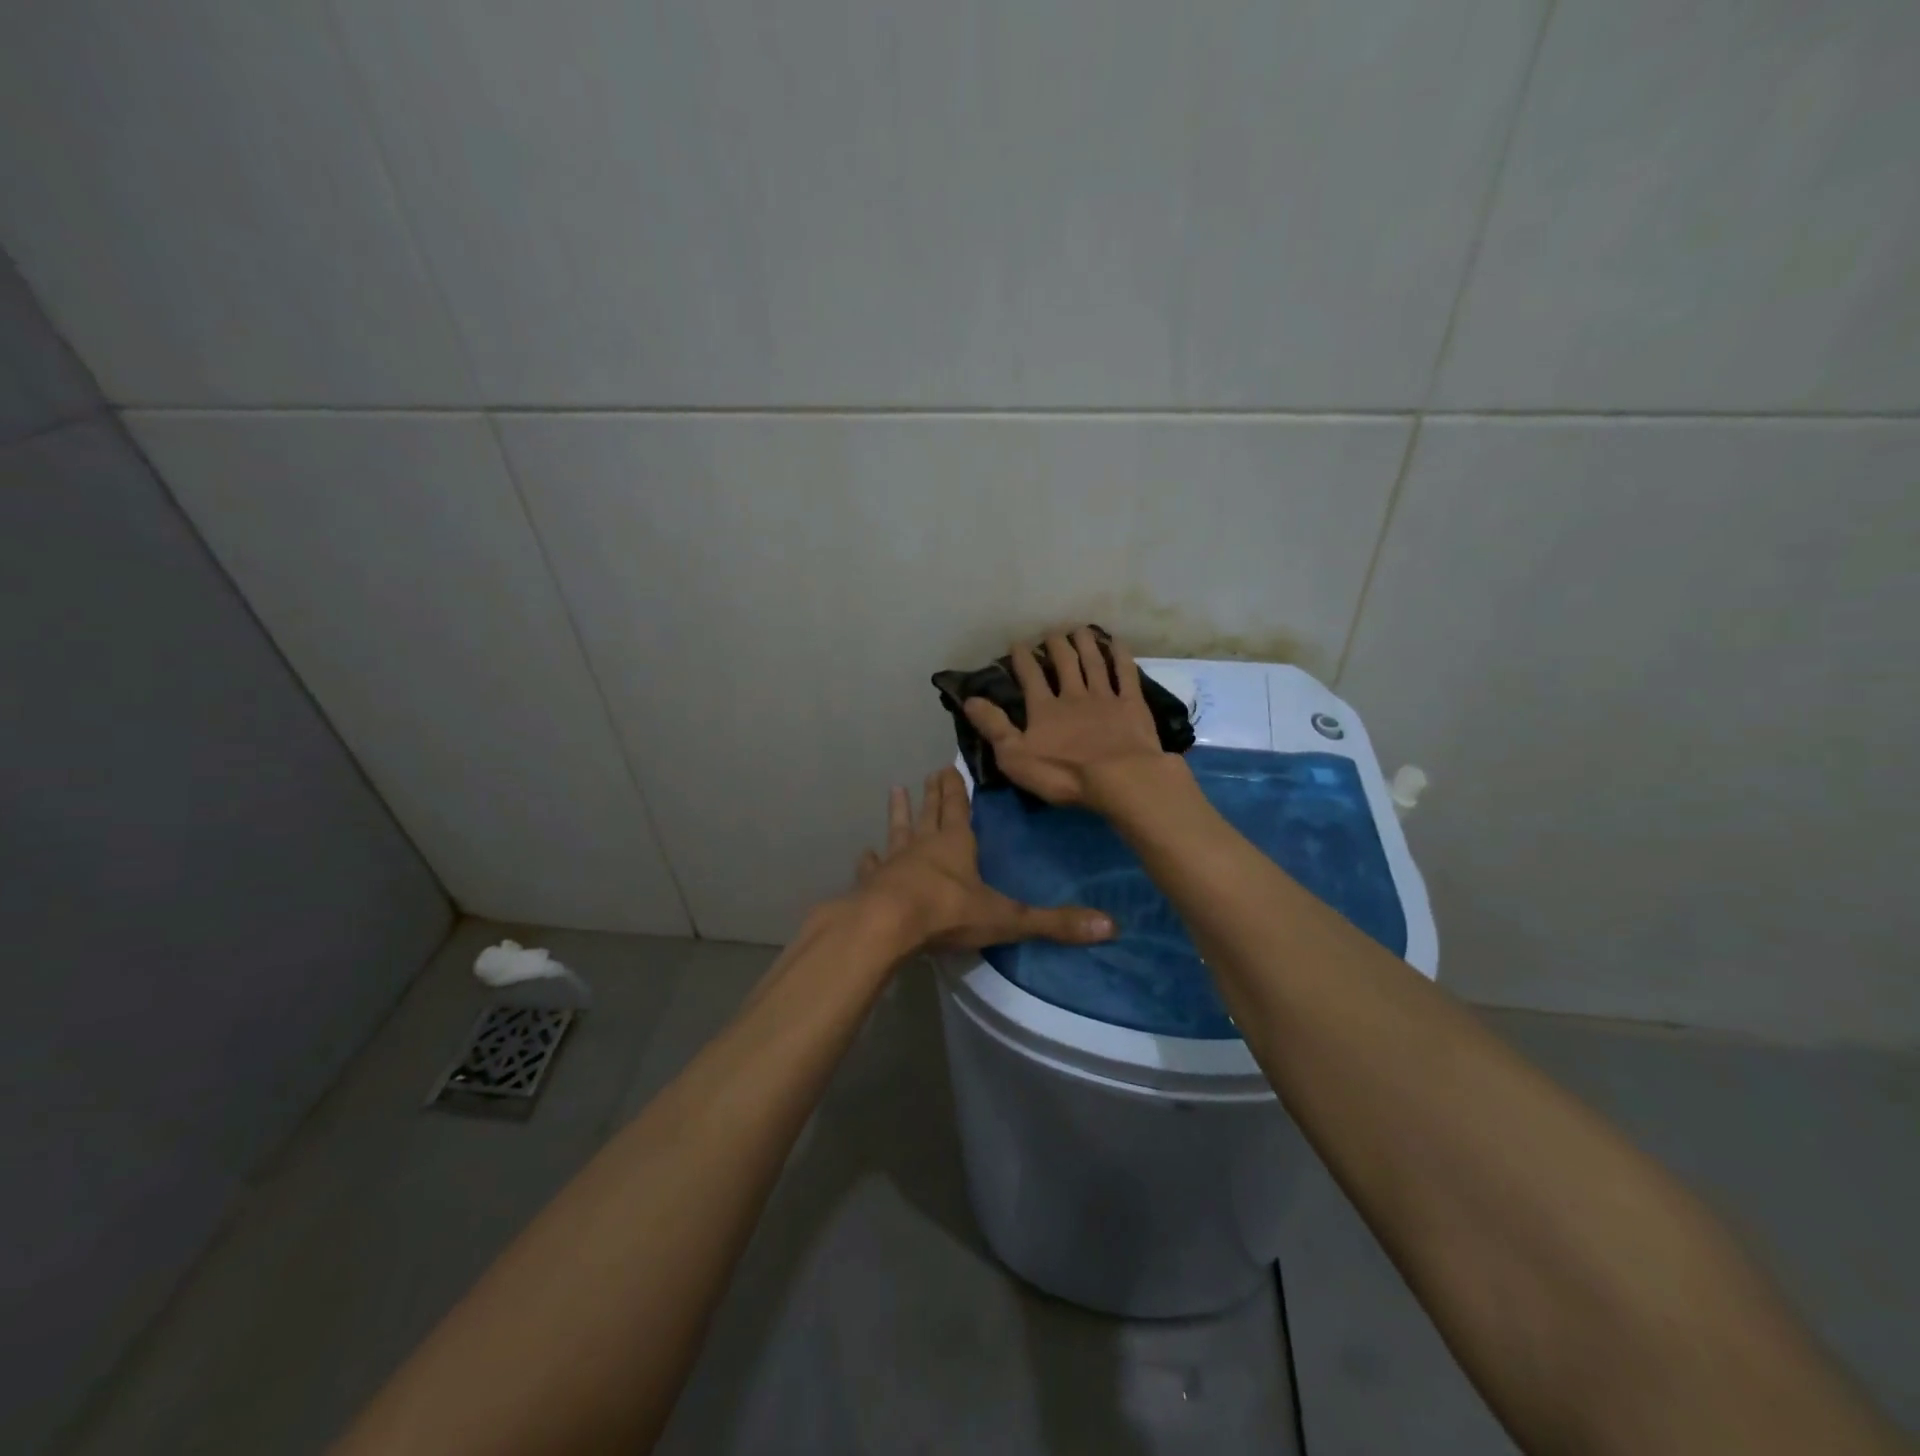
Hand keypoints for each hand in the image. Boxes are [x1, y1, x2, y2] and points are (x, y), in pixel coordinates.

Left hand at [852, 766, 1115, 951]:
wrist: (886, 926)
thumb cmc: (948, 913)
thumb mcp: (1006, 918)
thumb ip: (1054, 923)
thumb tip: (1110, 927)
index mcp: (956, 844)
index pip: (959, 808)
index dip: (957, 789)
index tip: (950, 766)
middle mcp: (924, 846)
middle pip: (931, 813)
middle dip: (934, 794)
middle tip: (931, 772)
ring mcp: (894, 863)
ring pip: (898, 831)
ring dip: (899, 813)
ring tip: (895, 791)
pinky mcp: (871, 885)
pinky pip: (872, 868)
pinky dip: (869, 860)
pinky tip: (864, 853)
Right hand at [961, 627, 1169, 807]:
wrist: (1119, 777)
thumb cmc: (1063, 772)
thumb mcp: (1016, 756)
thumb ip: (994, 726)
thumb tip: (969, 699)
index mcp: (1044, 709)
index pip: (1030, 677)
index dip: (1023, 659)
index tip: (1017, 644)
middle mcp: (1073, 695)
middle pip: (1064, 663)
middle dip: (1056, 646)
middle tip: (1052, 633)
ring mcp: (1105, 698)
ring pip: (1093, 663)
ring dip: (1085, 644)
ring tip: (1080, 629)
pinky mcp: (1132, 705)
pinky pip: (1126, 674)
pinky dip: (1121, 656)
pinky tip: (1117, 643)